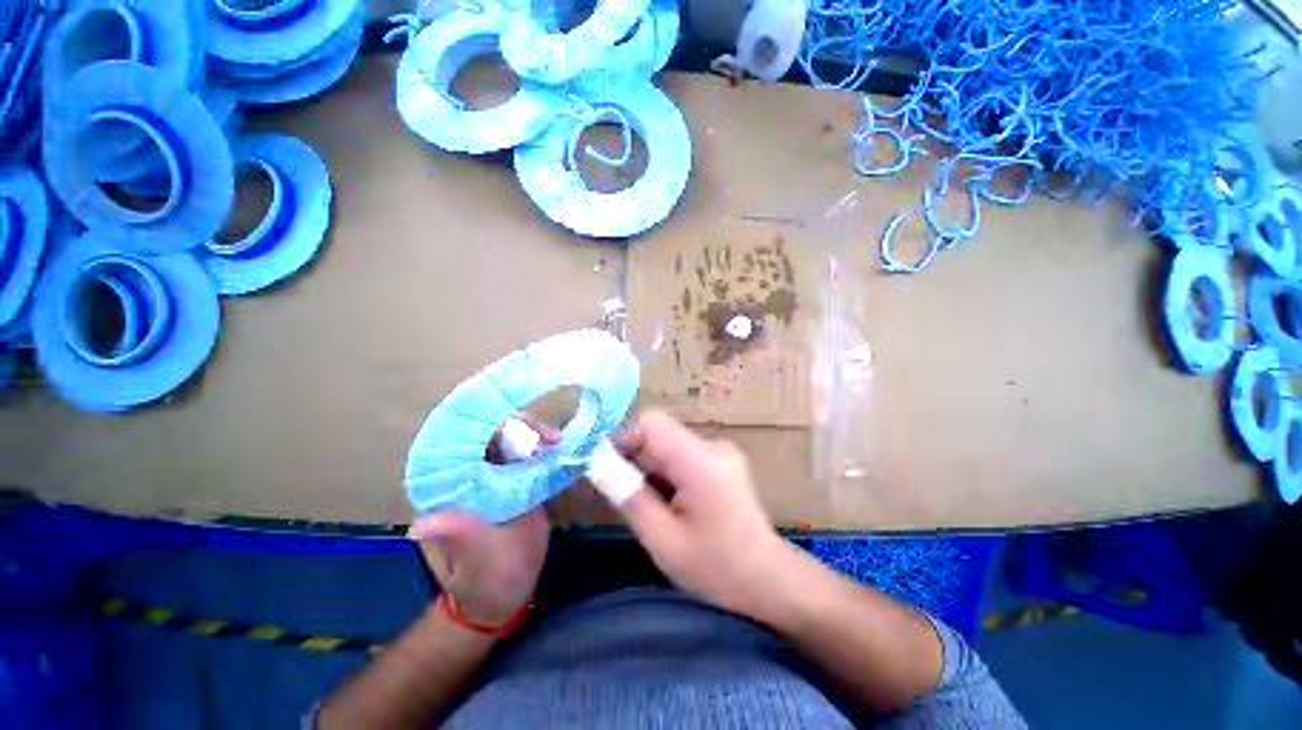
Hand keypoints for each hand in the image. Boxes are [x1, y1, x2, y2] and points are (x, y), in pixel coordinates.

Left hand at [408, 413, 558, 625]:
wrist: (504, 595)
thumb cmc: (484, 581)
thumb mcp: (475, 560)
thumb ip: (459, 537)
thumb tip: (421, 525)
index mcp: (447, 490)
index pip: (459, 443)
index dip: (486, 427)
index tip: (518, 429)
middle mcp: (468, 476)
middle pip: (489, 433)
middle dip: (520, 426)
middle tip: (550, 437)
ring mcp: (493, 476)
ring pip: (511, 438)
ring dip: (534, 433)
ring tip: (557, 441)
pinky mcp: (515, 481)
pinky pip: (527, 454)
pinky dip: (543, 446)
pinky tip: (559, 448)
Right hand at [610, 410, 797, 621]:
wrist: (768, 577)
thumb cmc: (717, 567)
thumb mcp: (663, 540)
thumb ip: (630, 498)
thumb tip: (598, 465)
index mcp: (701, 461)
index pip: (652, 423)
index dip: (623, 436)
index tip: (607, 466)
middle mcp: (713, 445)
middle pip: (659, 433)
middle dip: (636, 459)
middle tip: (626, 495)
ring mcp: (720, 450)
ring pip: (668, 445)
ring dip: (651, 469)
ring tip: (653, 507)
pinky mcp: (721, 459)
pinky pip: (681, 454)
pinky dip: (666, 473)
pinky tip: (672, 504)